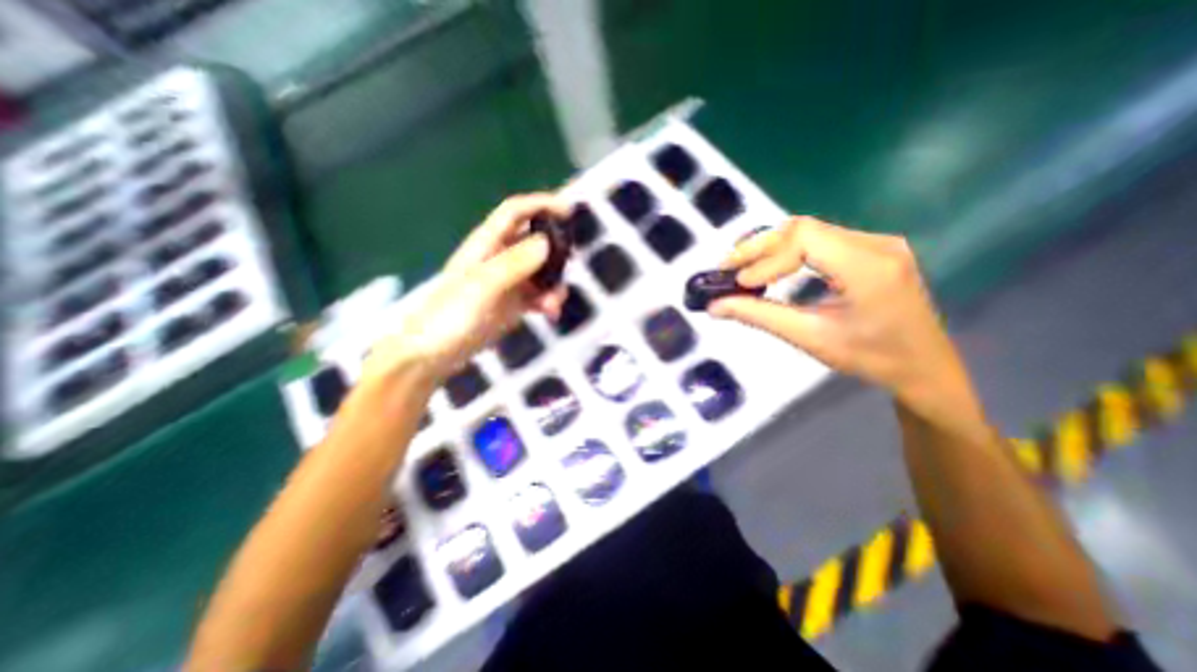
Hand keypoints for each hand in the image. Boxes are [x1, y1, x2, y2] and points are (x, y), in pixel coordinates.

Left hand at [365, 192, 568, 386]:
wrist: (434, 354)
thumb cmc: (451, 315)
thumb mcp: (483, 285)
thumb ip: (515, 263)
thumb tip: (547, 243)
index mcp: (486, 244)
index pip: (516, 212)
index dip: (541, 204)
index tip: (568, 212)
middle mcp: (499, 258)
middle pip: (533, 242)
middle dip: (554, 252)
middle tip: (570, 265)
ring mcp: (507, 282)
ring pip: (540, 272)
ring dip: (553, 284)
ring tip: (554, 303)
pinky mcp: (512, 304)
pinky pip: (538, 295)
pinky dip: (547, 302)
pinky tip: (550, 314)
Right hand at [709, 219, 960, 400]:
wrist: (923, 366)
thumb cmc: (870, 358)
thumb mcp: (809, 337)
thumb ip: (759, 316)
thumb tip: (714, 306)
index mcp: (868, 267)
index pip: (804, 239)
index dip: (765, 257)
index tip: (740, 283)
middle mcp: (875, 244)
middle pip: (803, 228)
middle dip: (759, 247)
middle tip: (726, 267)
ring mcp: (876, 243)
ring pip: (809, 231)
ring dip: (771, 248)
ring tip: (742, 267)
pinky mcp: (871, 249)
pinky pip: (821, 240)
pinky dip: (788, 251)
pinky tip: (772, 267)